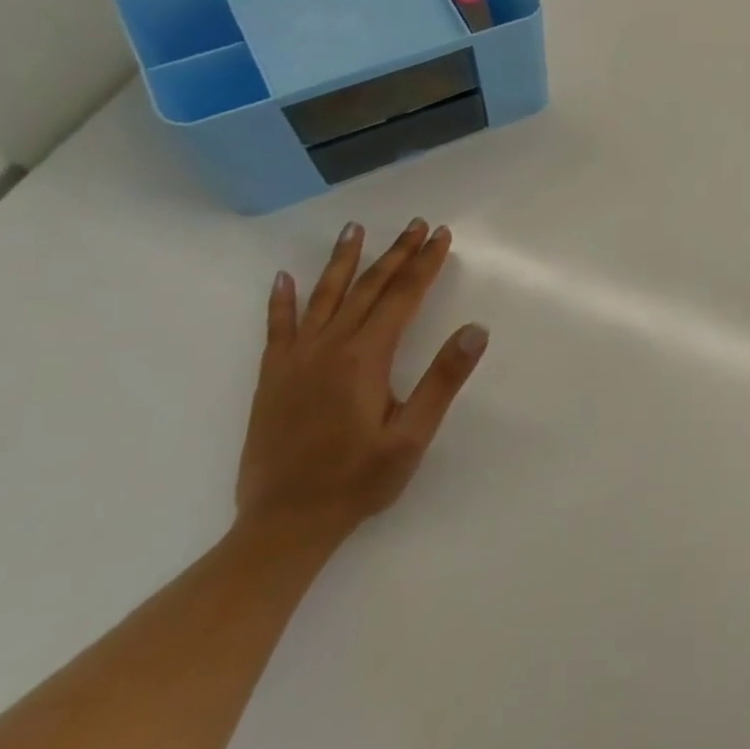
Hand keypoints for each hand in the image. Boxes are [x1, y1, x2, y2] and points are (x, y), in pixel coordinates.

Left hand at [236, 219, 488, 546]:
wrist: (283, 524)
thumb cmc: (358, 481)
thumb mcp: (412, 437)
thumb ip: (443, 380)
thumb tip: (476, 329)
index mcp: (365, 358)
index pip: (402, 297)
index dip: (424, 264)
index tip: (440, 236)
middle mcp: (328, 348)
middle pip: (368, 288)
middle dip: (396, 254)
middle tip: (416, 224)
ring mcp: (295, 361)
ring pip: (324, 298)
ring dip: (343, 261)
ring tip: (355, 229)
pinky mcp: (273, 378)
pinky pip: (277, 329)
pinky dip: (281, 301)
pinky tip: (283, 279)